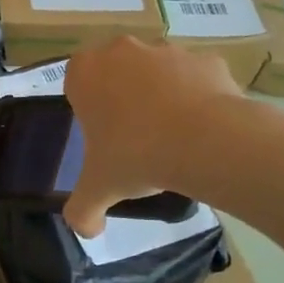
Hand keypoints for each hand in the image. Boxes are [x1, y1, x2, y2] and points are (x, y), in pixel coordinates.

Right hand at [62, 38, 239, 238]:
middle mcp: (123, 51)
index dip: (88, 108)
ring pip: (157, 72)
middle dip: (123, 98)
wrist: (206, 141)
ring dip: (161, 96)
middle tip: (134, 138)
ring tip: (173, 138)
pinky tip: (203, 131)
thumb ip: (82, 211)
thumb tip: (86, 231)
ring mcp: (168, 50)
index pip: (76, 82)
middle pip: (117, 72)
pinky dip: (197, 98)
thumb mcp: (99, 190)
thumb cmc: (136, 155)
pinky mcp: (207, 59)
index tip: (102, 136)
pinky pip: (196, 79)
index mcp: (86, 72)